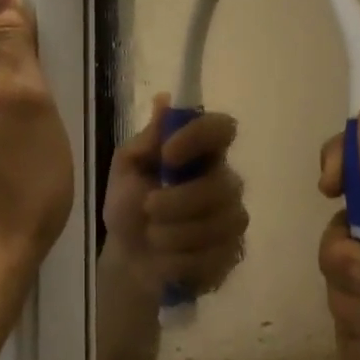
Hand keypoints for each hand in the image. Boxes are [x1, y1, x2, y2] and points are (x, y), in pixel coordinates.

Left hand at [102, 94, 247, 298]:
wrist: (128, 260)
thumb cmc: (128, 206)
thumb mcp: (126, 169)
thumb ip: (146, 139)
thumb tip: (163, 100)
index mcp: (201, 152)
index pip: (222, 128)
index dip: (199, 137)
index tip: (167, 155)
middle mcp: (226, 180)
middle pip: (220, 184)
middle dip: (178, 201)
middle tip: (148, 207)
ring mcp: (233, 218)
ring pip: (218, 223)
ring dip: (175, 233)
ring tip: (152, 236)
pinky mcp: (233, 253)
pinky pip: (215, 255)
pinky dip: (182, 259)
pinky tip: (167, 258)